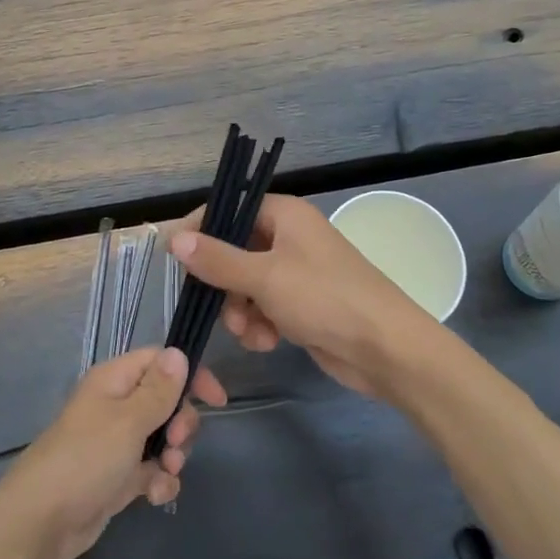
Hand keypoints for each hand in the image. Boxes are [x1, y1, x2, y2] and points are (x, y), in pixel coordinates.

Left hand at [0, 347, 227, 558]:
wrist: (42, 522)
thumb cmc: (86, 460)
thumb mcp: (128, 421)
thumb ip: (158, 390)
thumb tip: (178, 352)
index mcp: (114, 381)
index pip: (159, 361)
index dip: (189, 375)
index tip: (216, 400)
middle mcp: (115, 406)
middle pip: (166, 401)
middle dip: (181, 422)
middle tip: (176, 442)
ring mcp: (116, 443)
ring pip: (162, 437)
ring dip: (173, 455)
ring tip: (165, 473)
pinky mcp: (117, 476)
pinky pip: (151, 469)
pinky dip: (158, 480)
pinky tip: (153, 496)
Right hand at [169, 194, 436, 397]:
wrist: (386, 349)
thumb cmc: (325, 299)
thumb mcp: (264, 277)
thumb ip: (216, 259)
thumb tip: (173, 237)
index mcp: (284, 215)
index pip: (229, 209)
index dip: (201, 230)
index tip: (176, 257)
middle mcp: (288, 237)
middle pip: (233, 251)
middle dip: (224, 284)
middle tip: (221, 307)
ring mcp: (296, 272)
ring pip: (244, 285)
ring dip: (240, 311)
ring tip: (252, 332)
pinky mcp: (301, 304)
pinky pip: (263, 307)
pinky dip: (260, 325)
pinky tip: (269, 342)